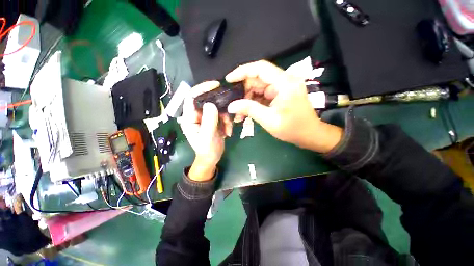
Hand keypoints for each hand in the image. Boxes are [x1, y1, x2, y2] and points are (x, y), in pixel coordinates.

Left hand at [179, 81, 232, 180]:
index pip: (192, 96)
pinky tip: (228, 131)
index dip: (202, 88)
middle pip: (208, 100)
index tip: (216, 85)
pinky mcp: (215, 119)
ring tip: (228, 128)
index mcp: (189, 117)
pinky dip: (228, 121)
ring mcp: (207, 116)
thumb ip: (208, 121)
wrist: (212, 158)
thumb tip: (211, 104)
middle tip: (229, 111)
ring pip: (218, 108)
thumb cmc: (206, 150)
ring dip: (226, 117)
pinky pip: (223, 114)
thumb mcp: (207, 137)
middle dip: (220, 106)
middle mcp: (197, 114)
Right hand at [226, 60, 342, 152]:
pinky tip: (246, 113)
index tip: (229, 79)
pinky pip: (263, 95)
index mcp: (284, 83)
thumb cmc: (292, 128)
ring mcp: (282, 88)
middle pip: (257, 79)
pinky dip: (254, 103)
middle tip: (233, 104)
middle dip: (243, 92)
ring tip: (239, 113)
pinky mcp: (280, 95)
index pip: (260, 68)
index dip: (242, 71)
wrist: (309, 135)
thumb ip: (249, 110)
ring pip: (258, 88)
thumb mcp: (269, 120)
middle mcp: (284, 81)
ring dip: (247, 99)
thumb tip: (231, 105)